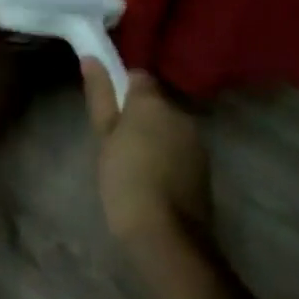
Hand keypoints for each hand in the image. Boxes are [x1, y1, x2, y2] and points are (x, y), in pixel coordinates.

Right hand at [82, 60, 212, 250]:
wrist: (168, 239)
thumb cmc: (127, 181)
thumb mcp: (105, 136)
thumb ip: (100, 94)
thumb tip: (92, 58)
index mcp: (153, 100)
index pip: (138, 77)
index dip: (123, 92)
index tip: (111, 116)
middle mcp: (179, 112)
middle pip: (156, 104)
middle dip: (140, 117)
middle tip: (119, 146)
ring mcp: (197, 142)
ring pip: (170, 129)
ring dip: (156, 139)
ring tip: (137, 169)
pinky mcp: (206, 170)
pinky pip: (181, 152)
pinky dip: (170, 160)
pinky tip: (156, 185)